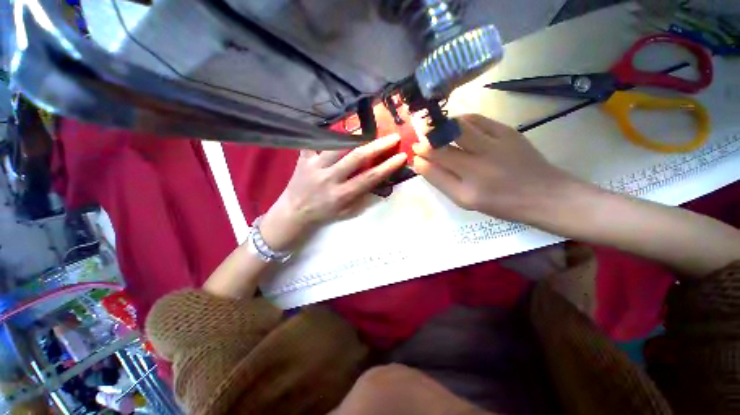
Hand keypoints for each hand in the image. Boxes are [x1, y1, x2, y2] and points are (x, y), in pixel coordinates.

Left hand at [261, 135, 407, 249]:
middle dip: (378, 146)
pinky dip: (324, 133)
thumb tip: (378, 181)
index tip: (401, 156)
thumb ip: (362, 197)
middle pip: (356, 157)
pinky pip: (314, 142)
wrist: (295, 212)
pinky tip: (334, 125)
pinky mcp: (304, 159)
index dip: (387, 166)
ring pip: (338, 145)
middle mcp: (330, 178)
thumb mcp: (347, 212)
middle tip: (393, 136)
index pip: (369, 178)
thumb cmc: (324, 214)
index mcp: (342, 194)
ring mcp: (315, 166)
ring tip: (369, 131)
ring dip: (356, 137)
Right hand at [412, 114, 575, 222]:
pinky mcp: (507, 132)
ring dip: (441, 128)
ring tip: (435, 131)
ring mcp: (494, 147)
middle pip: (442, 148)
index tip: (415, 154)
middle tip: (420, 141)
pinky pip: (476, 120)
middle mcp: (478, 168)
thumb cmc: (500, 203)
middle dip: (426, 142)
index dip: (420, 158)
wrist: (544, 194)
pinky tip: (456, 125)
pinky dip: (460, 120)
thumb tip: (421, 163)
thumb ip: (441, 181)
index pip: (433, 169)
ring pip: (457, 129)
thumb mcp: (466, 201)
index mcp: (467, 191)